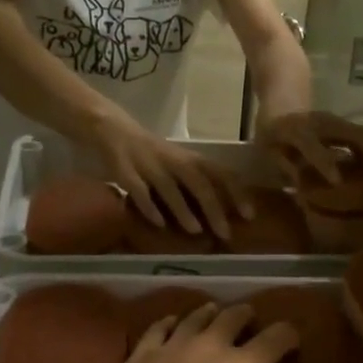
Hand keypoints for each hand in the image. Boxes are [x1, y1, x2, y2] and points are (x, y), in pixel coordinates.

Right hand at [90, 108, 247, 238]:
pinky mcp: (125, 171)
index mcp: (190, 158)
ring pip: (170, 188)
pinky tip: (159, 224)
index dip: (237, 193)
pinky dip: (149, 207)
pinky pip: (138, 191)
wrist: (114, 129)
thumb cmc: (155, 153)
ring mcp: (149, 166)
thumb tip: (226, 211)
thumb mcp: (181, 162)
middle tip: (225, 233)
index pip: (221, 173)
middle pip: (199, 183)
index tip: (249, 215)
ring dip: (184, 210)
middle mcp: (173, 160)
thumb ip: (200, 181)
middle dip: (214, 209)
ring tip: (196, 230)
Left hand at [93, 303, 305, 362]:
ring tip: (215, 311)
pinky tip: (172, 322)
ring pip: (196, 317)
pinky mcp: (142, 353)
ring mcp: (173, 345)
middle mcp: (211, 345)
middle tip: (250, 318)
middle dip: (246, 315)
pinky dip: (171, 321)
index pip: (275, 338)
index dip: (288, 335)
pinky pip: (160, 327)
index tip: (293, 338)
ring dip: (210, 312)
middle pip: (233, 317)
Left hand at [259, 110, 362, 186]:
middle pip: (351, 134)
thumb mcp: (268, 151)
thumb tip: (302, 186)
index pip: (312, 145)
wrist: (281, 100)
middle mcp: (319, 122)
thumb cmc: (271, 134)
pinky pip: (360, 135)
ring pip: (361, 134)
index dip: (324, 163)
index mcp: (295, 130)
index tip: (338, 182)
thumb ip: (284, 167)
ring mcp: (334, 120)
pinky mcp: (342, 123)